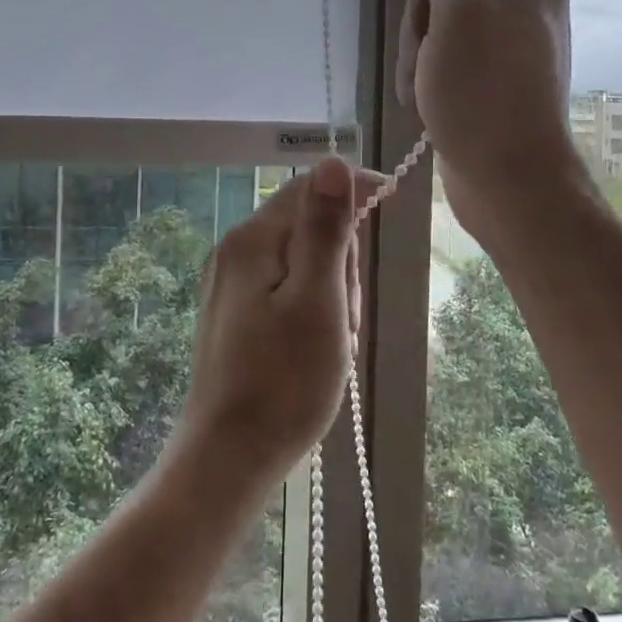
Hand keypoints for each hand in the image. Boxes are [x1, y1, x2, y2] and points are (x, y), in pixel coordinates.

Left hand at [176, 158, 384, 487]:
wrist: (228, 458)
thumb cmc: (283, 382)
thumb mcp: (318, 301)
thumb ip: (325, 229)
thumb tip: (334, 163)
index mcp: (253, 241)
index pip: (310, 188)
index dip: (354, 189)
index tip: (393, 198)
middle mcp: (236, 252)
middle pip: (307, 226)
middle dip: (340, 260)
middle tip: (347, 315)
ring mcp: (232, 284)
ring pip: (302, 262)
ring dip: (331, 291)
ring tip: (333, 341)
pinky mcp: (236, 313)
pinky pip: (288, 290)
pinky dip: (313, 309)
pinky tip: (316, 348)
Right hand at [395, 0, 580, 232]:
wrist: (509, 181)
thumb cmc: (484, 94)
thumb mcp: (459, 14)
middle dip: (423, 4)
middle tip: (428, 42)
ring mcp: (502, 34)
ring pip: (438, 10)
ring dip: (419, 44)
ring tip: (427, 82)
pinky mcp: (485, 67)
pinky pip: (443, 47)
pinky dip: (427, 68)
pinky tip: (428, 98)